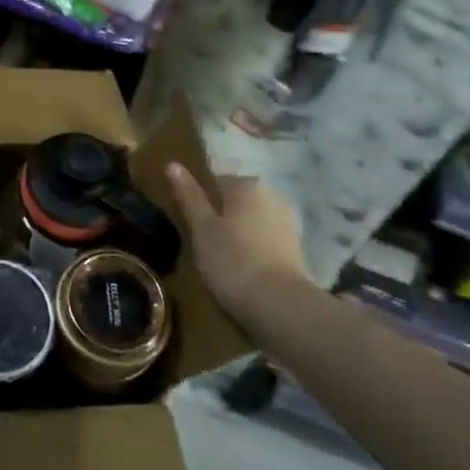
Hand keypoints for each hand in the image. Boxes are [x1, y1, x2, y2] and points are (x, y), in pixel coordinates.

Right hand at [165, 164, 310, 320]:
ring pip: (251, 221)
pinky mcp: (296, 248)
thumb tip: (172, 163)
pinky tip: (243, 270)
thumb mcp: (201, 228)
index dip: (199, 203)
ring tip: (221, 261)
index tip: (190, 225)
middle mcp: (271, 195)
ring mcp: (287, 222)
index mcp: (246, 185)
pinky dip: (254, 250)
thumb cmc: (232, 261)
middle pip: (235, 201)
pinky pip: (265, 241)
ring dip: (238, 234)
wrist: (280, 306)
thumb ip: (188, 195)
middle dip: (221, 217)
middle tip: (203, 244)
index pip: (214, 182)